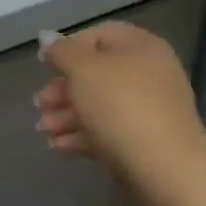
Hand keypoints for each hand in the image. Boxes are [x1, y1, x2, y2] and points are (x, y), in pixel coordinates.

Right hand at [37, 22, 205, 182]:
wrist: (166, 170)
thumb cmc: (121, 106)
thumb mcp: (83, 70)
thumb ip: (63, 52)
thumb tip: (49, 39)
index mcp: (140, 46)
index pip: (99, 35)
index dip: (69, 47)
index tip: (43, 65)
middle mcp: (150, 73)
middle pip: (98, 73)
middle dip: (64, 88)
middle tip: (39, 104)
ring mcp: (151, 110)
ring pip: (101, 105)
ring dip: (68, 115)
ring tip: (43, 130)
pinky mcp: (147, 143)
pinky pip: (110, 131)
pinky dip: (84, 136)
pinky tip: (58, 146)